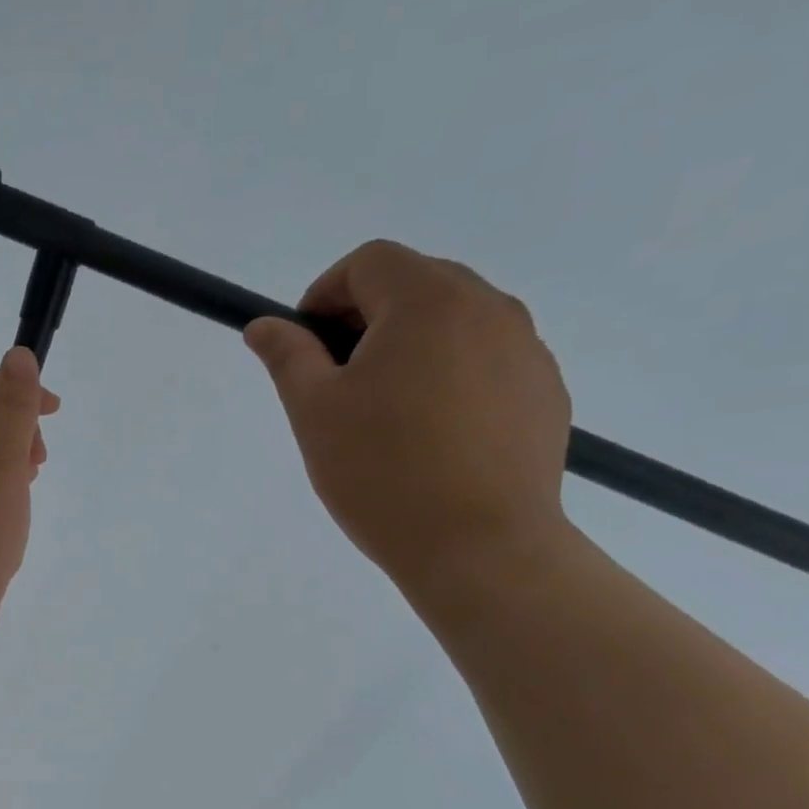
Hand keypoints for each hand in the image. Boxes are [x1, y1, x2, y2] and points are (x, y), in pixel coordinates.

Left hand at [0, 346, 59, 624]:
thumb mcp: (3, 458)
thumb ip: (14, 406)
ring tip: (29, 482)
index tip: (53, 411)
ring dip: (11, 456)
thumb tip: (18, 356)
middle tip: (38, 459)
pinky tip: (14, 506)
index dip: (17, 389)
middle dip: (16, 426)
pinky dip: (0, 483)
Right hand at [243, 240, 573, 598]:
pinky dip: (449, 376)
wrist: (479, 545)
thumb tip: (263, 325)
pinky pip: (486, 361)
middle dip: (366, 318)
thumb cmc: (381, 472)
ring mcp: (526, 349)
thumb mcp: (314, 411)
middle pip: (416, 284)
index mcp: (428, 301)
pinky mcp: (544, 391)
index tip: (304, 345)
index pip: (370, 262)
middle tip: (337, 380)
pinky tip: (430, 435)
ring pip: (455, 322)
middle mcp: (488, 307)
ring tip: (384, 412)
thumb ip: (287, 356)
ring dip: (410, 346)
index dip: (325, 293)